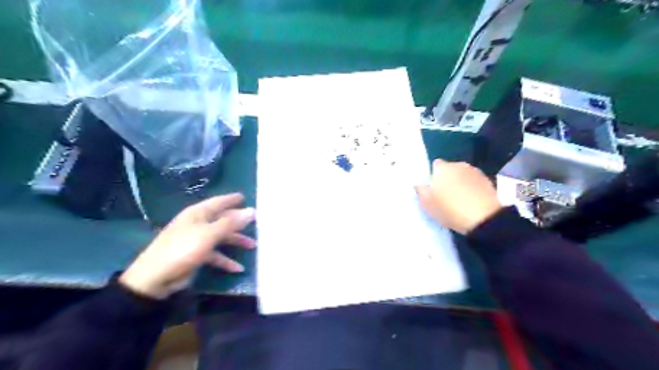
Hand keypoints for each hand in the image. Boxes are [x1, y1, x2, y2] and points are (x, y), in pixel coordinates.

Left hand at [118, 195, 254, 298]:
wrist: (155, 278)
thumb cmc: (183, 249)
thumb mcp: (209, 234)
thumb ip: (231, 223)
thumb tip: (252, 211)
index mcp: (198, 214)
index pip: (218, 202)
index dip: (231, 199)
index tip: (245, 197)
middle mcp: (198, 224)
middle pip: (222, 219)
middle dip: (239, 222)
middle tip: (256, 222)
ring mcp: (196, 240)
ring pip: (221, 237)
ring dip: (236, 241)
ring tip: (253, 246)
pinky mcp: (196, 255)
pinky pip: (215, 255)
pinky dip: (226, 260)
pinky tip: (238, 268)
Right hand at [413, 159, 502, 234]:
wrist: (483, 218)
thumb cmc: (449, 209)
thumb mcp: (427, 204)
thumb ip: (421, 191)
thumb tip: (419, 184)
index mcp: (442, 168)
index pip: (435, 165)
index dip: (433, 176)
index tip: (432, 189)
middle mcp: (459, 165)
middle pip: (450, 169)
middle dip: (447, 179)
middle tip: (444, 196)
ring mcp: (475, 172)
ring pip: (463, 175)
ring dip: (460, 183)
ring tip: (459, 200)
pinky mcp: (488, 181)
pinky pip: (474, 183)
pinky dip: (472, 189)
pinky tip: (471, 202)